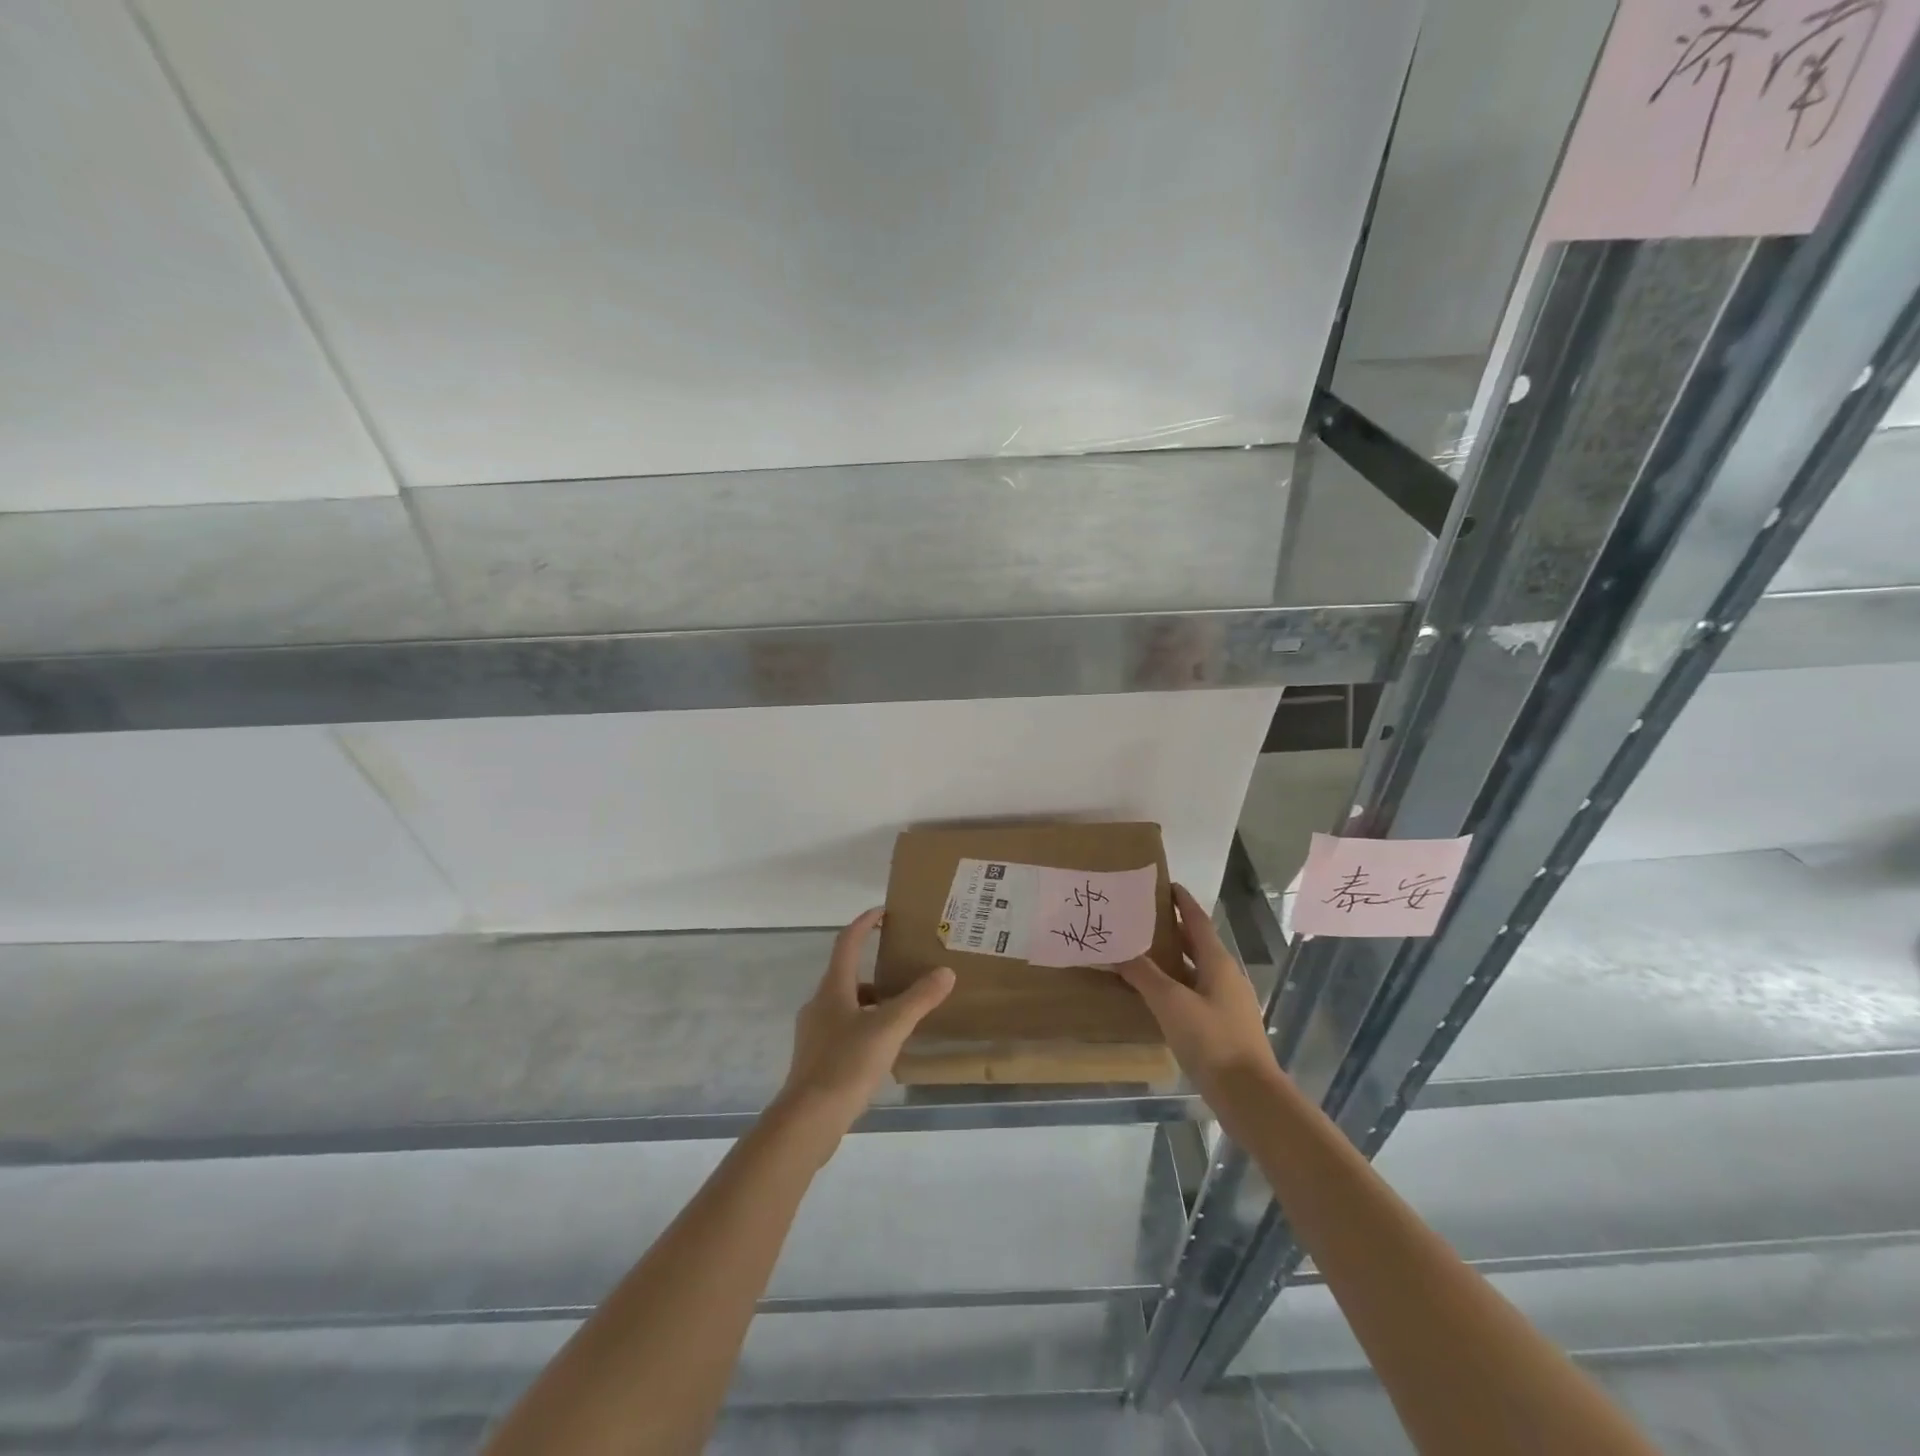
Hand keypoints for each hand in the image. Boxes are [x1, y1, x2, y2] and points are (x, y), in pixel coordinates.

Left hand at [771, 907, 955, 1152]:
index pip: (847, 942)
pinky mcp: (815, 1059)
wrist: (807, 1120)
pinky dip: (864, 1026)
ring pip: (846, 1005)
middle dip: (874, 967)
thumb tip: (945, 972)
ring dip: (871, 1001)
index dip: (864, 923)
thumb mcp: (889, 1028)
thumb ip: (918, 999)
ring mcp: (814, 1033)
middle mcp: (819, 1004)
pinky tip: (883, 1046)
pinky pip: (843, 1029)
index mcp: (833, 988)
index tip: (883, 912)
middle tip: (903, 968)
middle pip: (846, 974)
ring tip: (901, 1011)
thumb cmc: (846, 1064)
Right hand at [1114, 883, 1278, 1101]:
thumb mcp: (1171, 1002)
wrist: (1250, 1096)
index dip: (1182, 902)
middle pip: (1197, 943)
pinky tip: (1157, 996)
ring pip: (1195, 970)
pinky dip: (1175, 985)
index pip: (1197, 921)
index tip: (1164, 885)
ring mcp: (1227, 1003)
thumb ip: (1144, 974)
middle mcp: (1225, 976)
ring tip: (1142, 953)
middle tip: (1141, 918)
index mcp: (1218, 962)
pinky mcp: (1223, 1027)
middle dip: (1172, 929)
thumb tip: (1119, 950)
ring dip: (1172, 959)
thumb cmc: (1211, 1040)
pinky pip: (1195, 993)